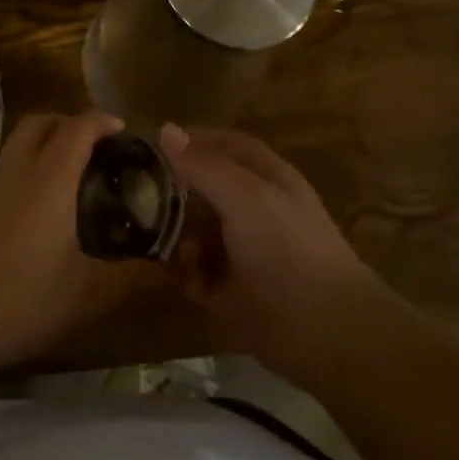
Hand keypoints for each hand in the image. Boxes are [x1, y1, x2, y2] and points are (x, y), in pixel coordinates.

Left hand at [0, 111, 152, 379]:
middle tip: (95, 149)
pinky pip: (0, 173)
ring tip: (67, 182)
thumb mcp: (86, 296)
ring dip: (42, 147)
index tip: (122, 131)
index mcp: (48, 179)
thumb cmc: (18, 300)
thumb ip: (134, 281)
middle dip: (69, 123)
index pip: (77, 127)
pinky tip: (31, 216)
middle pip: (40, 122)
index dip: (102, 120)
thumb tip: (175, 274)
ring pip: (15, 145)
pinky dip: (21, 174)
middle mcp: (14, 170)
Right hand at [161, 123, 394, 380]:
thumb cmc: (287, 248)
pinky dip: (183, 273)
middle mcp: (252, 209)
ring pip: (194, 231)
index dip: (190, 140)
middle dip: (172, 190)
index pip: (223, 144)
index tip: (149, 144)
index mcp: (264, 178)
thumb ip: (204, 165)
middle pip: (203, 188)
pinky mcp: (230, 291)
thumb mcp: (245, 196)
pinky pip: (195, 273)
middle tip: (134, 194)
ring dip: (173, 234)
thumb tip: (166, 129)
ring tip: (152, 238)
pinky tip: (176, 274)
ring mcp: (241, 251)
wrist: (324, 331)